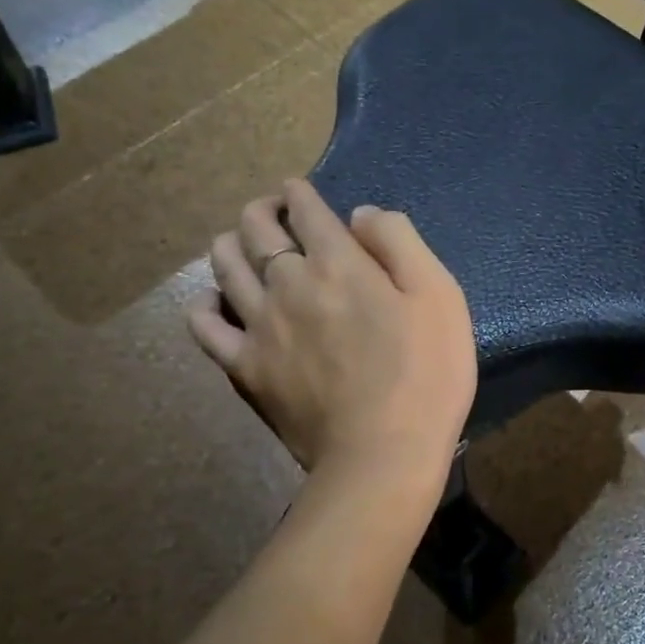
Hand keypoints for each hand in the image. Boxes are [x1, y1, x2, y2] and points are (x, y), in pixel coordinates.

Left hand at [188, 180, 477, 480]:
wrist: (384, 453)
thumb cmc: (426, 372)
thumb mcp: (440, 296)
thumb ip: (400, 242)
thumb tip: (360, 215)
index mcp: (339, 262)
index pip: (306, 209)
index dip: (301, 193)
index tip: (299, 191)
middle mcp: (289, 282)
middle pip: (257, 228)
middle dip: (263, 210)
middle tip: (274, 212)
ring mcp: (259, 325)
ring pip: (224, 265)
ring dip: (231, 243)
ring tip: (244, 246)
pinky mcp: (244, 367)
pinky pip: (204, 325)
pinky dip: (206, 304)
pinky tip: (218, 302)